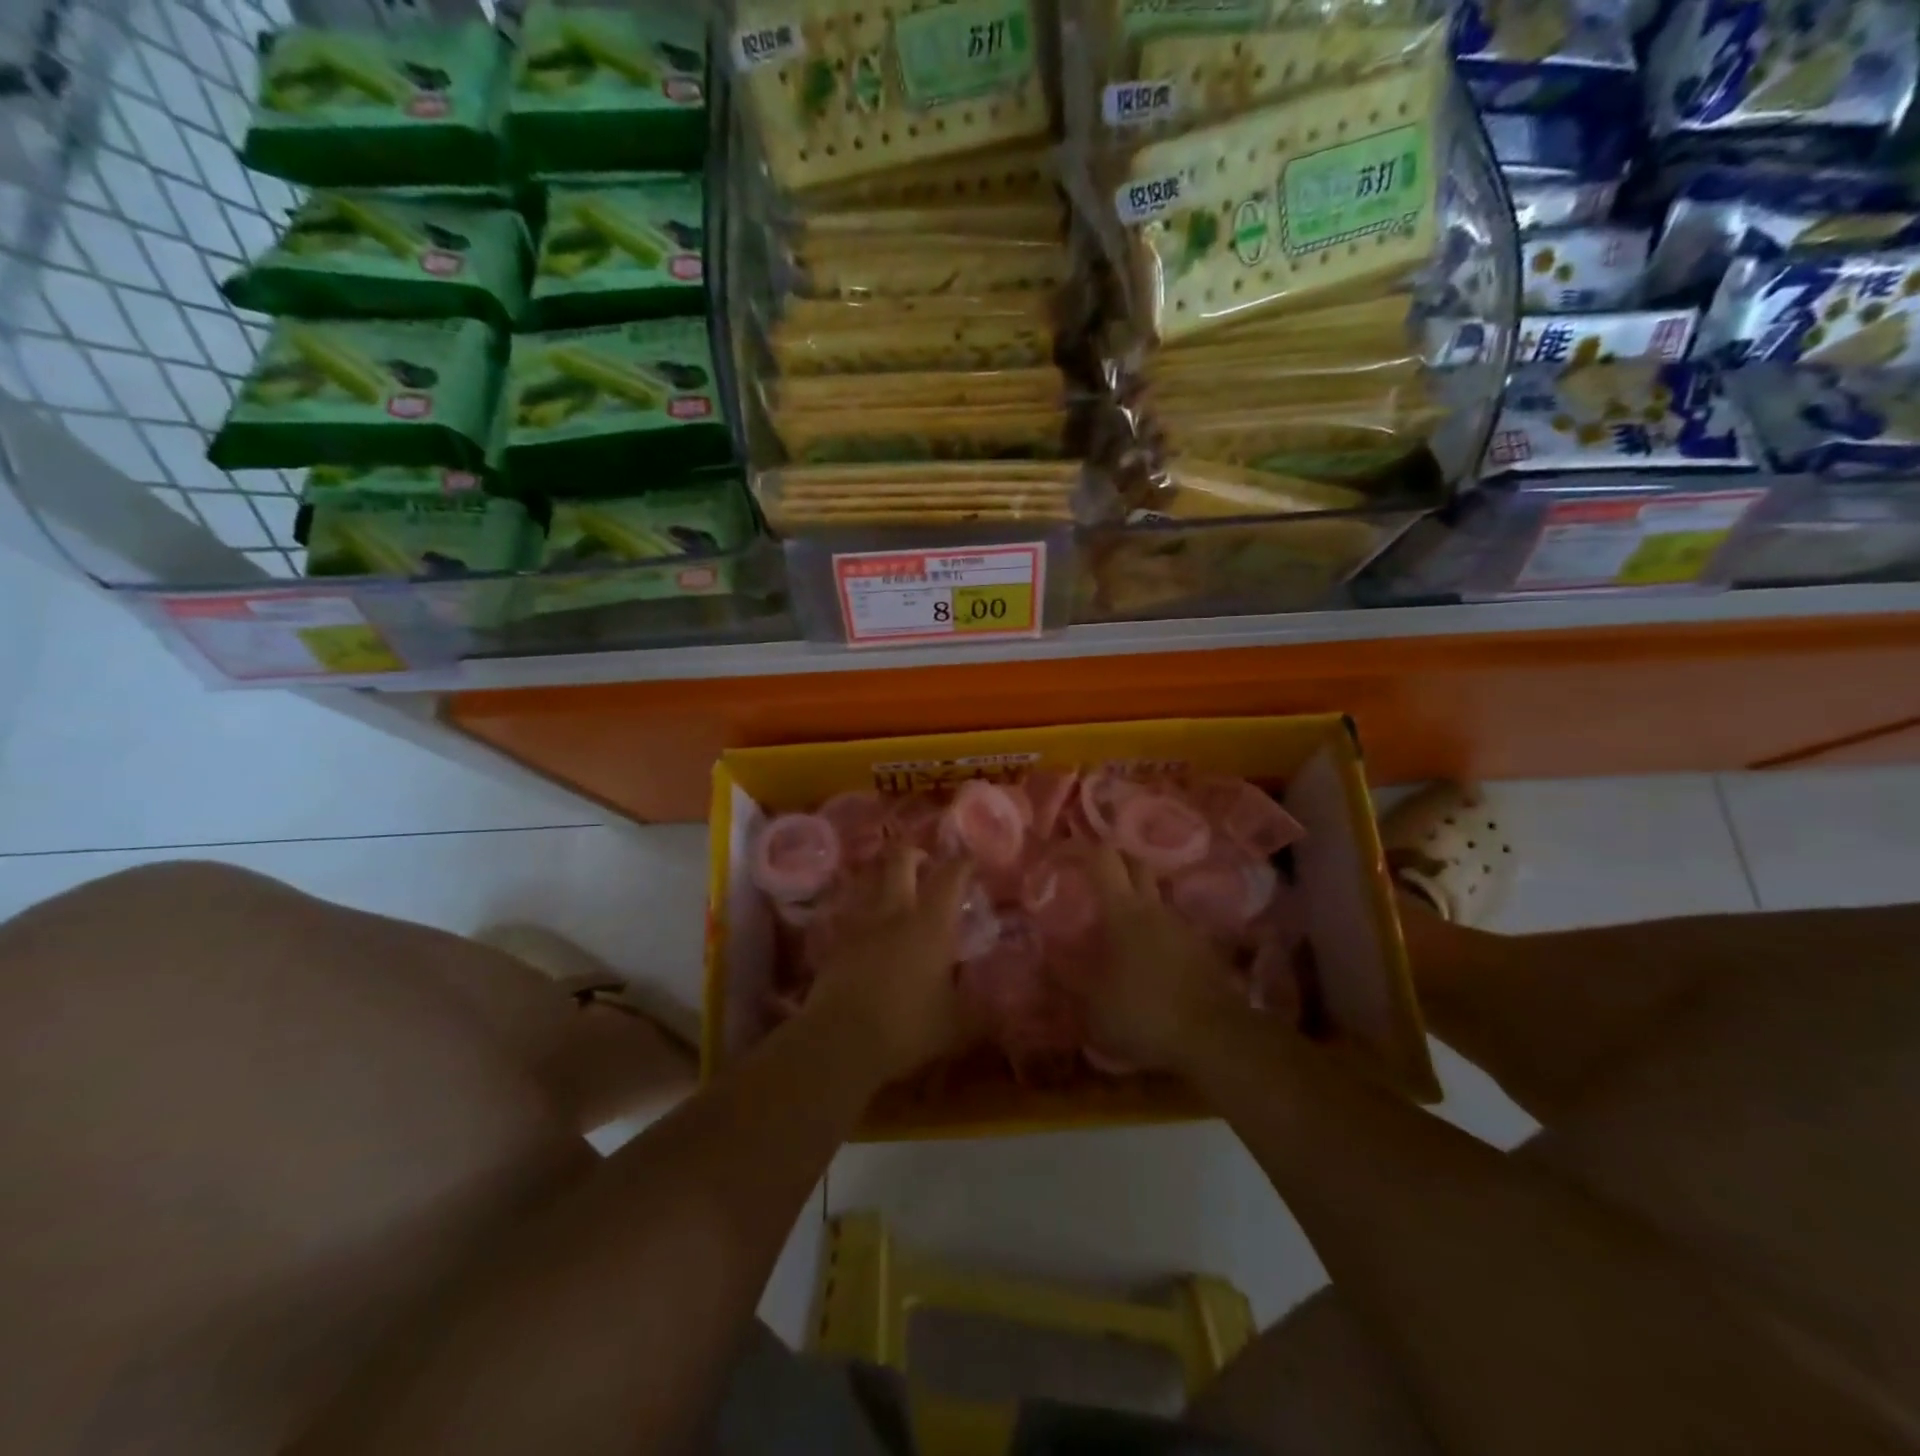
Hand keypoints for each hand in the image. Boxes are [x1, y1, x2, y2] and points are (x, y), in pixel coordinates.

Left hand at [804, 849, 977, 1080]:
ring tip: (894, 892)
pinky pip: (851, 914)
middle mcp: (895, 913)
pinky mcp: (835, 943)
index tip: (970, 859)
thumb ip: (979, 1013)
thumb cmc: (908, 1029)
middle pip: (900, 861)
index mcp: (931, 925)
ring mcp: (860, 925)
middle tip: (925, 861)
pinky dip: (864, 914)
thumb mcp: (956, 1027)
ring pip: (869, 882)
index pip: (950, 877)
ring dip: (883, 879)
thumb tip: (999, 1012)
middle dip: (914, 853)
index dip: (962, 863)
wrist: (840, 1042)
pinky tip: (869, 931)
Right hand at [1087, 846, 1243, 1073]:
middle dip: (1117, 862)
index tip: (1068, 854)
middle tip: (1095, 876)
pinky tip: (1148, 958)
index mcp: (1122, 910)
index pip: (1104, 859)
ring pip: (1156, 897)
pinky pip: (1173, 928)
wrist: (1215, 1038)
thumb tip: (1049, 955)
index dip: (1085, 849)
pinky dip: (1158, 933)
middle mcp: (1154, 907)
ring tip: (1119, 926)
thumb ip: (1067, 976)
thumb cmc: (1142, 1012)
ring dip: (1138, 901)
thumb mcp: (1091, 1004)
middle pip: (1136, 864)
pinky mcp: (1203, 949)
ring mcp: (1183, 926)